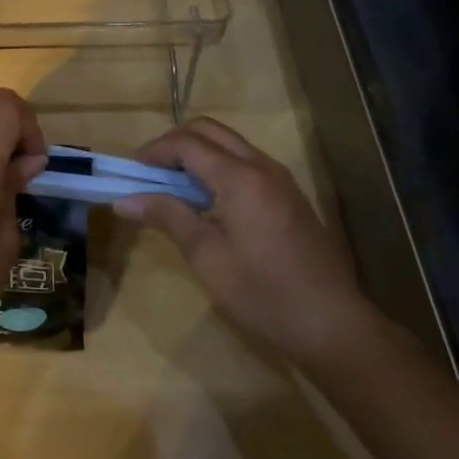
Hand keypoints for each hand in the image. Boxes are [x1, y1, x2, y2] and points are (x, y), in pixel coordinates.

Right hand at [115, 117, 378, 366]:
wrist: (335, 328)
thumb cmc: (264, 294)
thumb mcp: (207, 257)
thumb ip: (167, 217)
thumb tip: (123, 199)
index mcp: (239, 177)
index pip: (186, 143)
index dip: (154, 151)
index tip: (130, 172)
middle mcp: (261, 166)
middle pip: (209, 130)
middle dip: (174, 143)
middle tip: (150, 172)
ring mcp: (280, 179)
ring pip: (229, 143)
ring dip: (197, 152)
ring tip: (173, 185)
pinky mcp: (289, 195)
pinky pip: (245, 161)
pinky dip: (218, 165)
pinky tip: (207, 200)